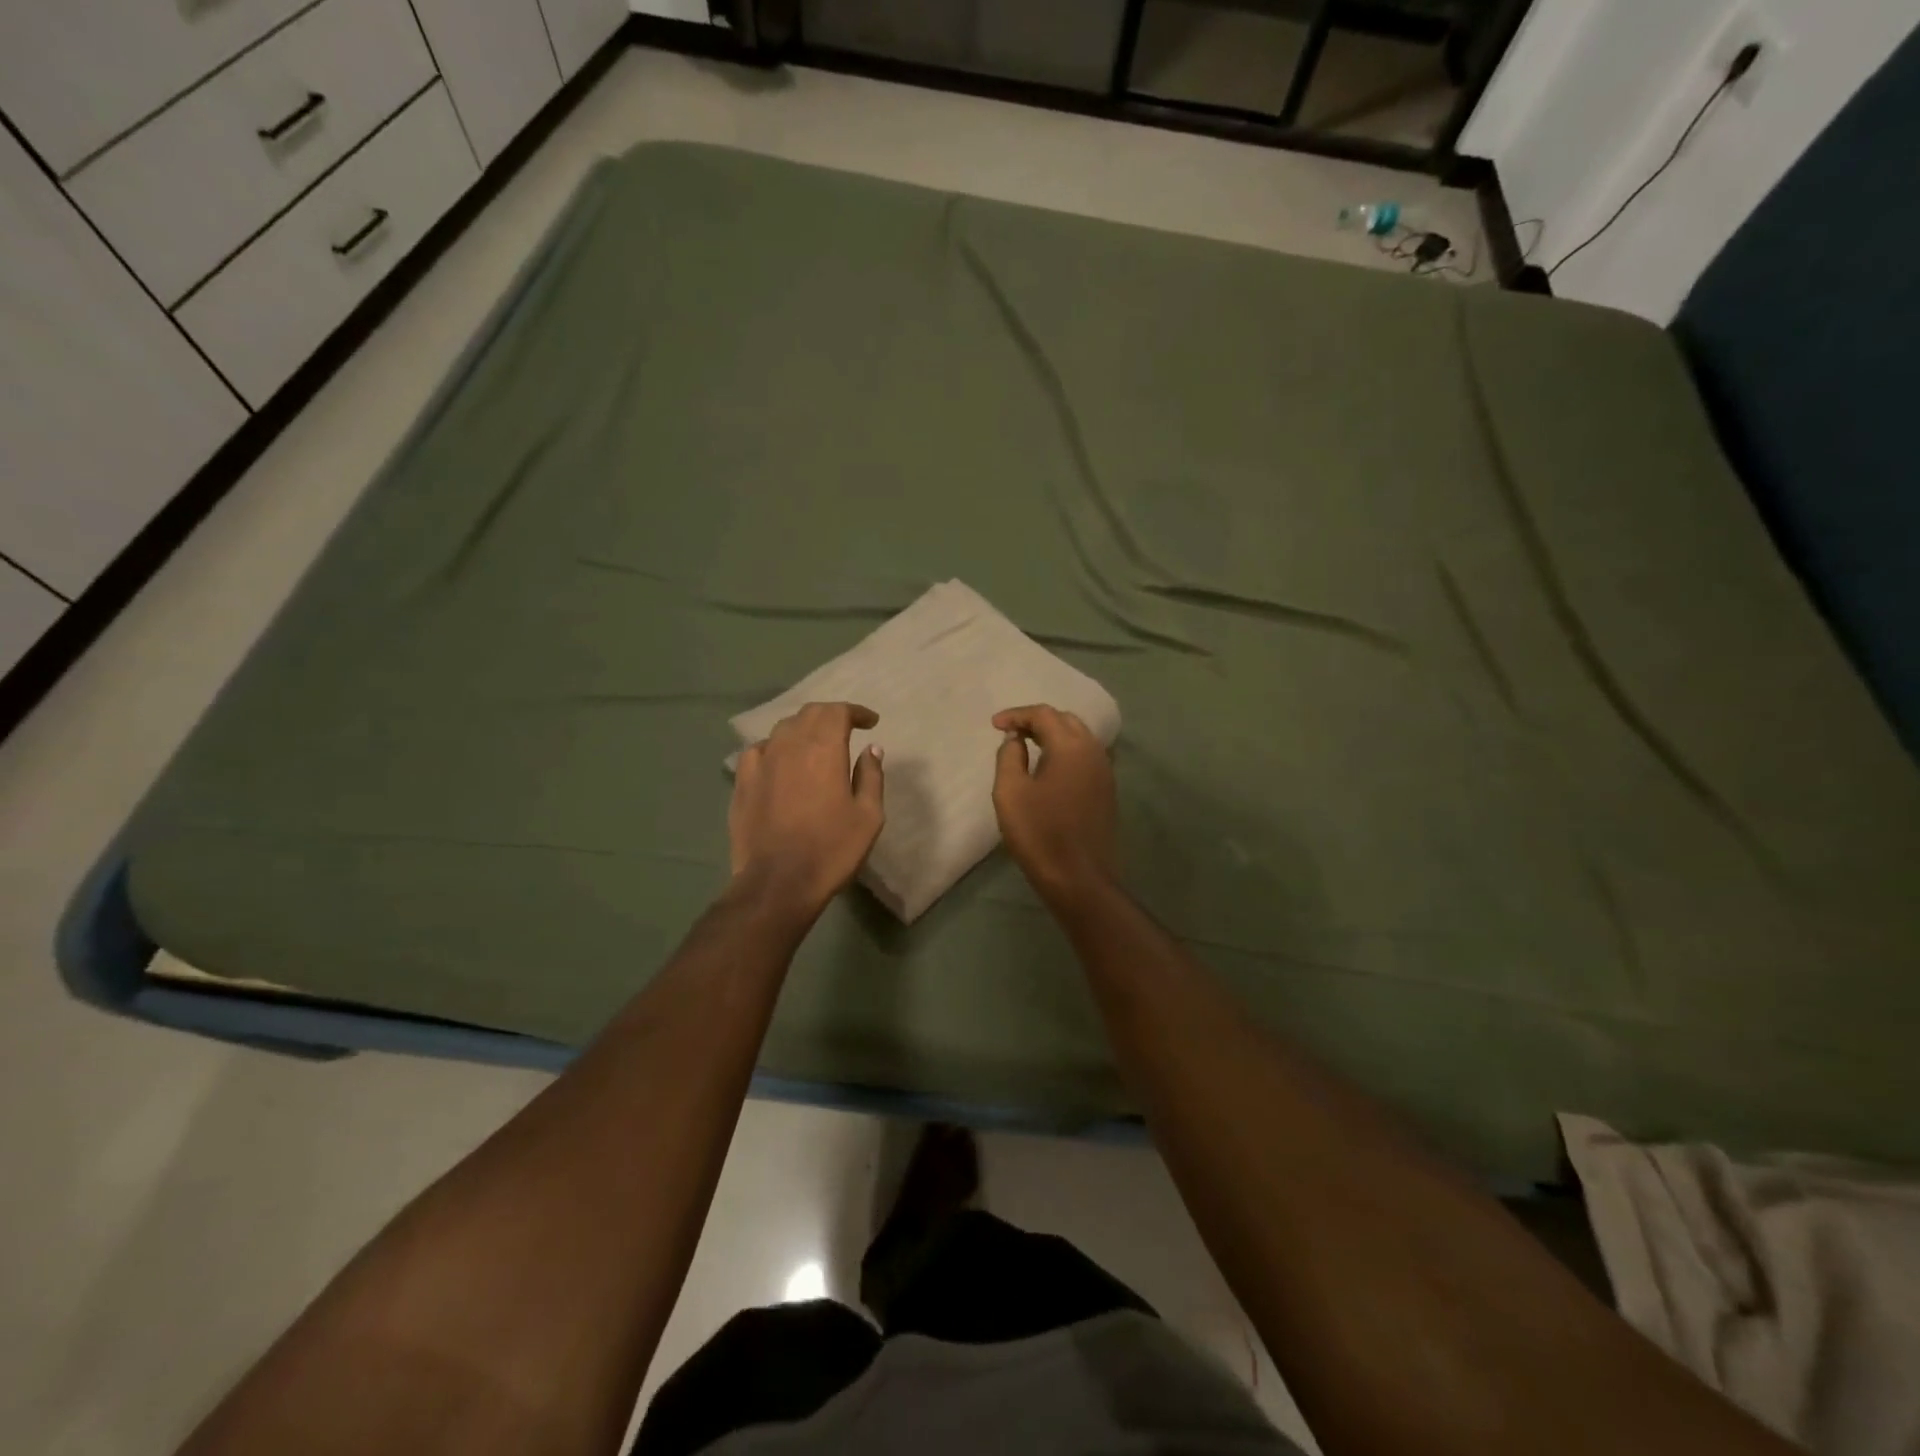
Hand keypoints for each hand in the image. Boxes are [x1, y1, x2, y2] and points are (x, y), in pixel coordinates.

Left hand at [731, 702, 884, 918]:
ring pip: (783, 729)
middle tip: (847, 728)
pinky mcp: (742, 781)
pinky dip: (775, 748)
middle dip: (831, 715)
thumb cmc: (832, 849)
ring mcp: (761, 761)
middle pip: (809, 713)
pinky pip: (758, 750)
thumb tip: (871, 749)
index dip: (856, 712)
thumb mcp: (868, 816)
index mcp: (823, 748)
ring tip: (815, 743)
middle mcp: (789, 744)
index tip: (870, 722)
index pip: (838, 711)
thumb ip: (871, 776)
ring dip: (803, 729)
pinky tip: (779, 761)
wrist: (778, 882)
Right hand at [991, 705, 1118, 907]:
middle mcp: (1093, 751)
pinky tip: (1049, 767)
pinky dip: (1066, 751)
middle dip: (1037, 721)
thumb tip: (1016, 739)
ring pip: (1079, 737)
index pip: (1043, 715)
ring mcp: (1105, 771)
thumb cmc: (1039, 834)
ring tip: (1027, 746)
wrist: (1079, 878)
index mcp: (1071, 747)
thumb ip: (1009, 757)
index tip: (994, 725)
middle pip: (1065, 720)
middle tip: (1011, 733)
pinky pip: (1086, 756)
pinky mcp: (1107, 790)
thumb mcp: (1010, 792)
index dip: (1016, 715)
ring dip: (1053, 735)